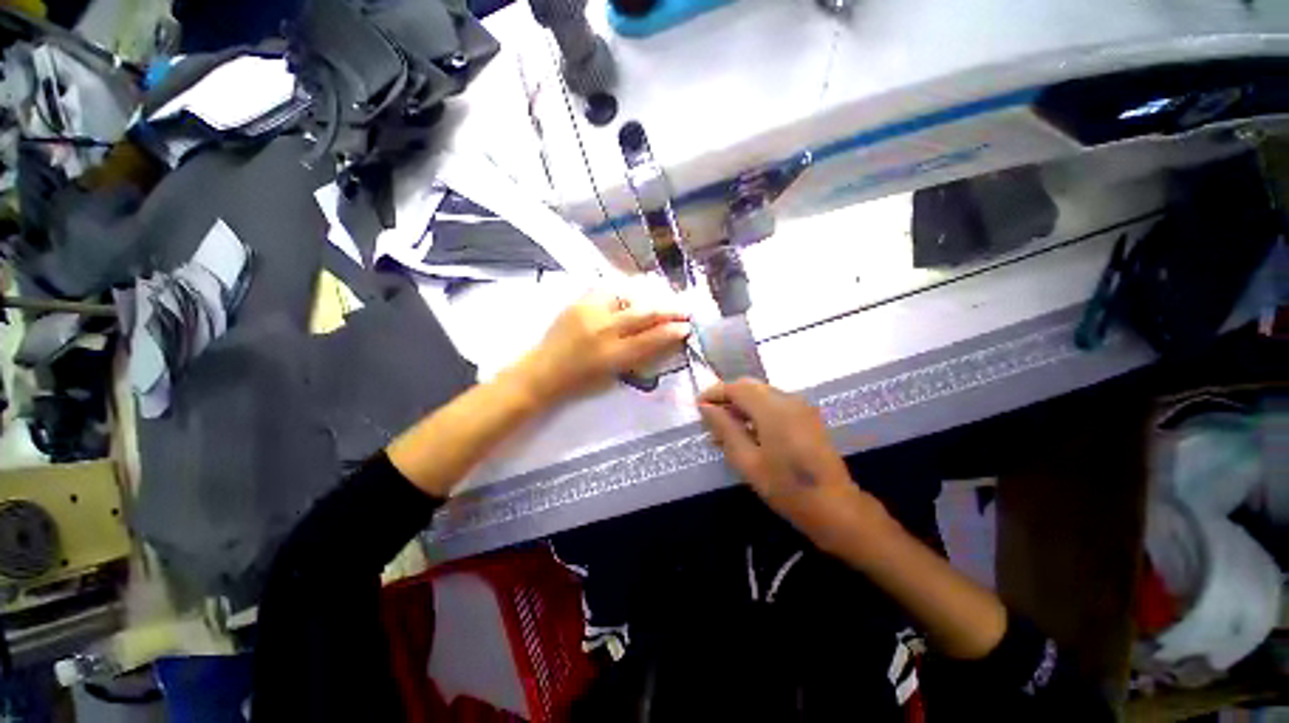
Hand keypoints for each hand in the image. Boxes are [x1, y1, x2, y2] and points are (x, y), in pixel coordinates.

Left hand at [518, 290, 689, 400]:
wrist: (543, 371)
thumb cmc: (580, 382)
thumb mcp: (613, 376)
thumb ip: (639, 357)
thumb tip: (664, 339)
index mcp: (612, 355)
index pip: (651, 339)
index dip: (672, 331)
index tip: (687, 326)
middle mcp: (603, 329)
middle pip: (644, 313)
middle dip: (669, 309)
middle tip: (684, 308)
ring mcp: (590, 311)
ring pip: (628, 294)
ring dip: (650, 296)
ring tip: (662, 297)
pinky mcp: (579, 301)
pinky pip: (609, 288)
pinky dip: (626, 289)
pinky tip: (635, 291)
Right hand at [698, 379, 890, 553]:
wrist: (835, 507)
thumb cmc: (785, 488)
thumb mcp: (747, 461)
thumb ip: (725, 428)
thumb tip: (706, 407)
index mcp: (773, 409)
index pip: (737, 388)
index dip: (714, 393)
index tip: (698, 406)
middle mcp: (788, 399)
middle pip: (750, 386)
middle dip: (727, 396)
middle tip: (710, 417)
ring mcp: (801, 406)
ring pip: (762, 393)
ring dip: (742, 403)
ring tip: (726, 427)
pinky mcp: (807, 416)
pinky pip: (775, 402)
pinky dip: (757, 409)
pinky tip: (748, 431)